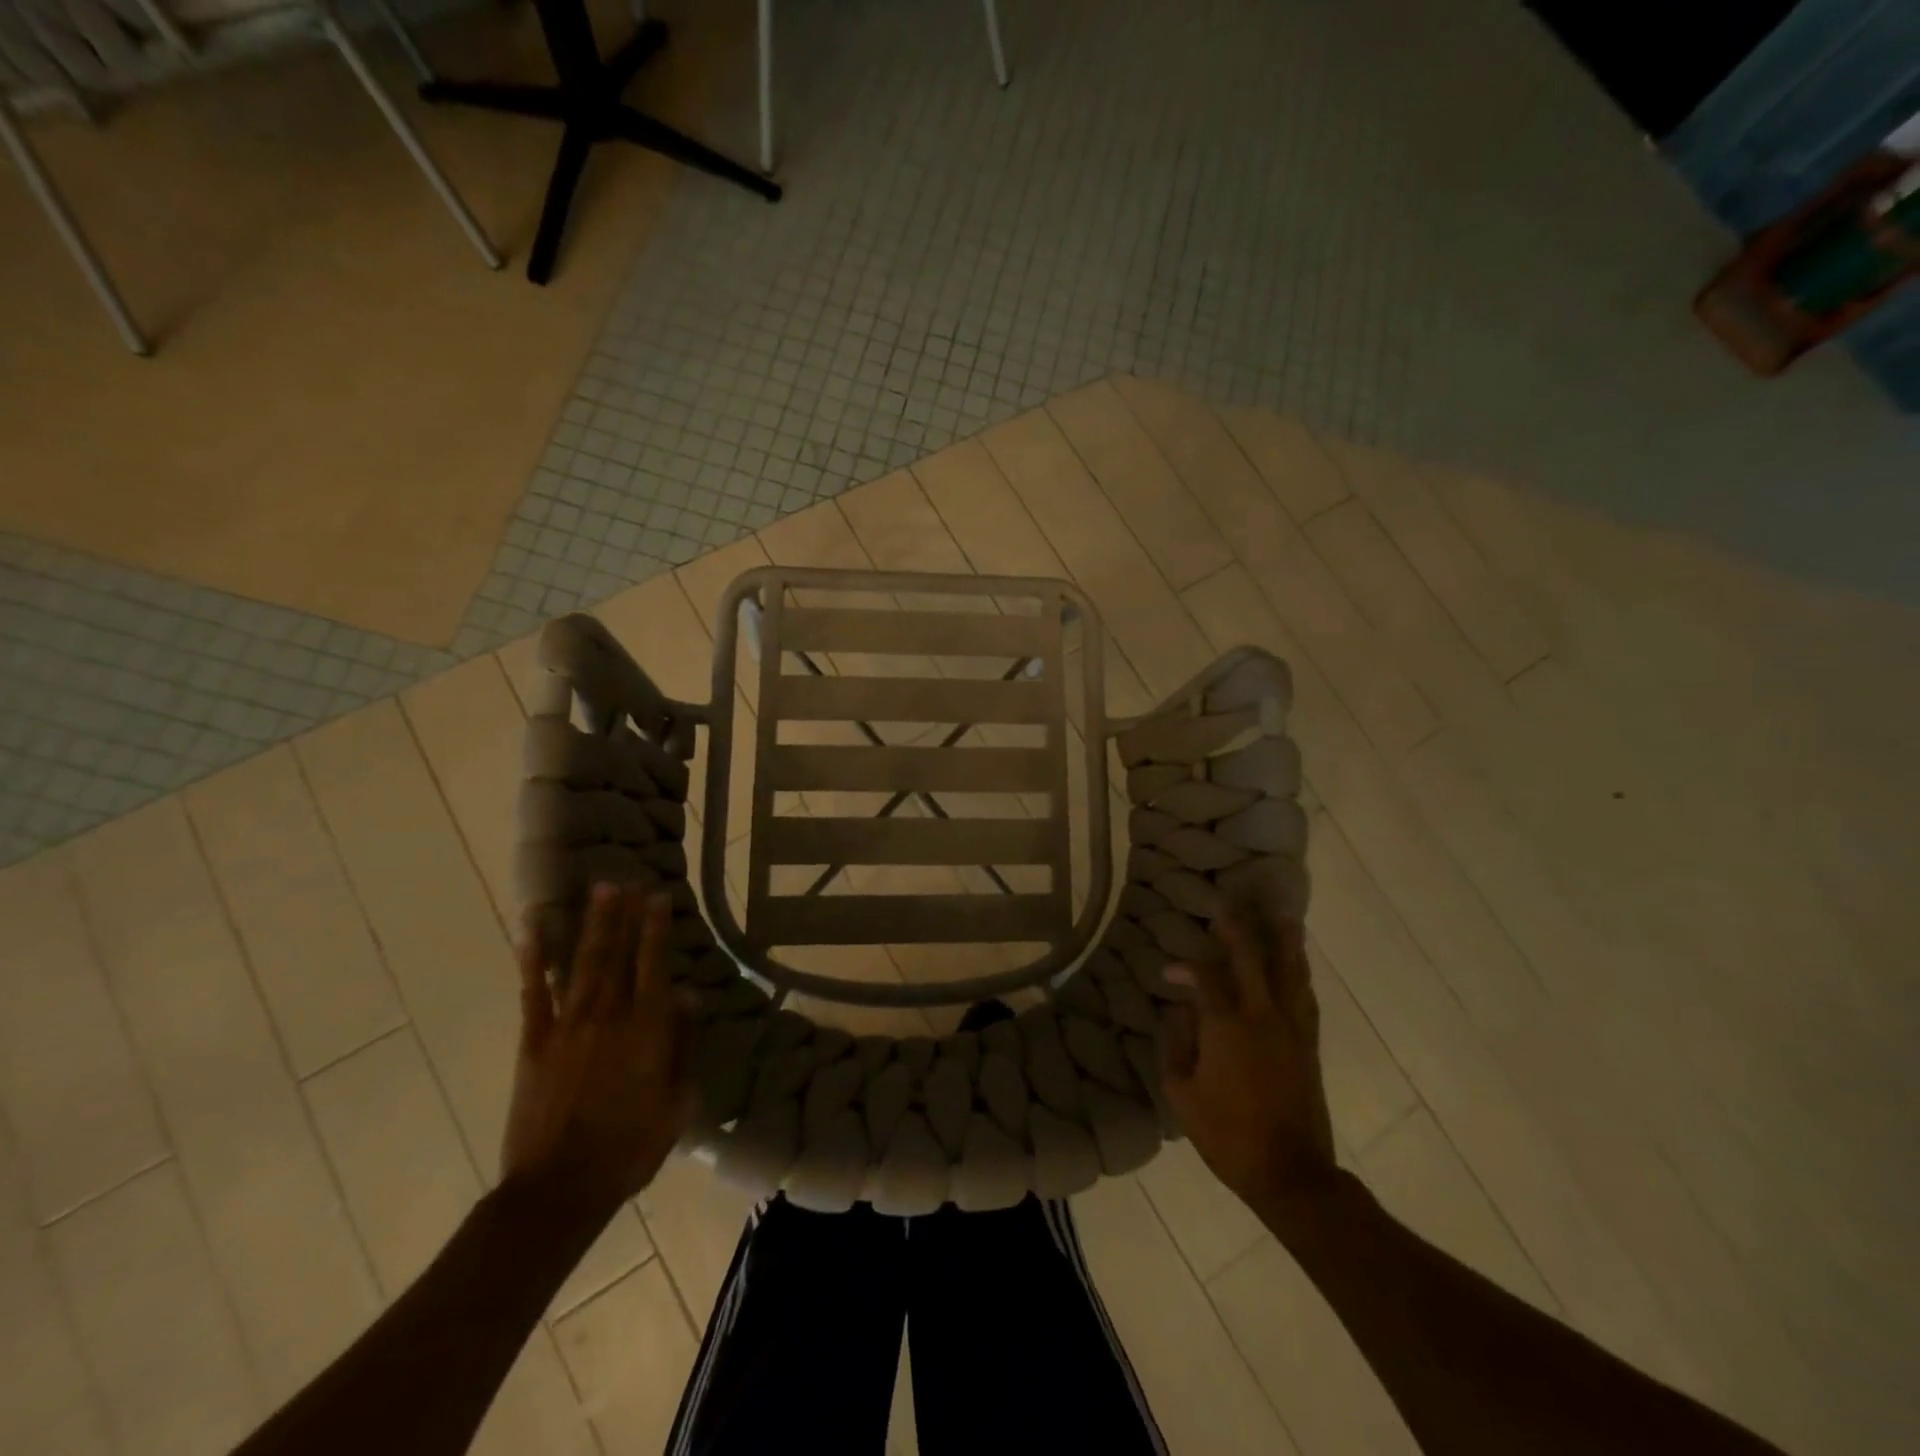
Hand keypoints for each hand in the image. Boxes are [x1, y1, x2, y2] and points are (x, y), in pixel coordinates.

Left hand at [501, 884, 696, 1212]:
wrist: (559, 1189)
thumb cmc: (629, 1148)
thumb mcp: (677, 1102)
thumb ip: (682, 1045)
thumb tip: (686, 997)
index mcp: (646, 1031)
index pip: (654, 967)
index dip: (656, 930)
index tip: (658, 898)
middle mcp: (608, 1018)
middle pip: (618, 957)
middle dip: (623, 917)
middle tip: (626, 882)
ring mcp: (567, 1028)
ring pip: (583, 965)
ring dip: (592, 926)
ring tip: (599, 891)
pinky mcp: (533, 1045)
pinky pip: (534, 996)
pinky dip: (533, 962)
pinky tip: (533, 932)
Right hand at [1160, 892, 1336, 1211]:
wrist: (1290, 1173)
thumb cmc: (1226, 1134)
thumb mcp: (1181, 1092)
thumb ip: (1176, 1044)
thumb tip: (1180, 1010)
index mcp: (1225, 1025)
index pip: (1204, 976)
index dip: (1184, 966)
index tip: (1167, 970)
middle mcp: (1262, 1015)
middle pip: (1252, 957)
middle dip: (1238, 928)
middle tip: (1230, 903)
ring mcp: (1292, 1028)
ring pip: (1290, 971)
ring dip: (1283, 940)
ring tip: (1282, 914)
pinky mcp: (1310, 1043)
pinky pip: (1306, 995)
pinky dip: (1300, 971)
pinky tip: (1298, 962)